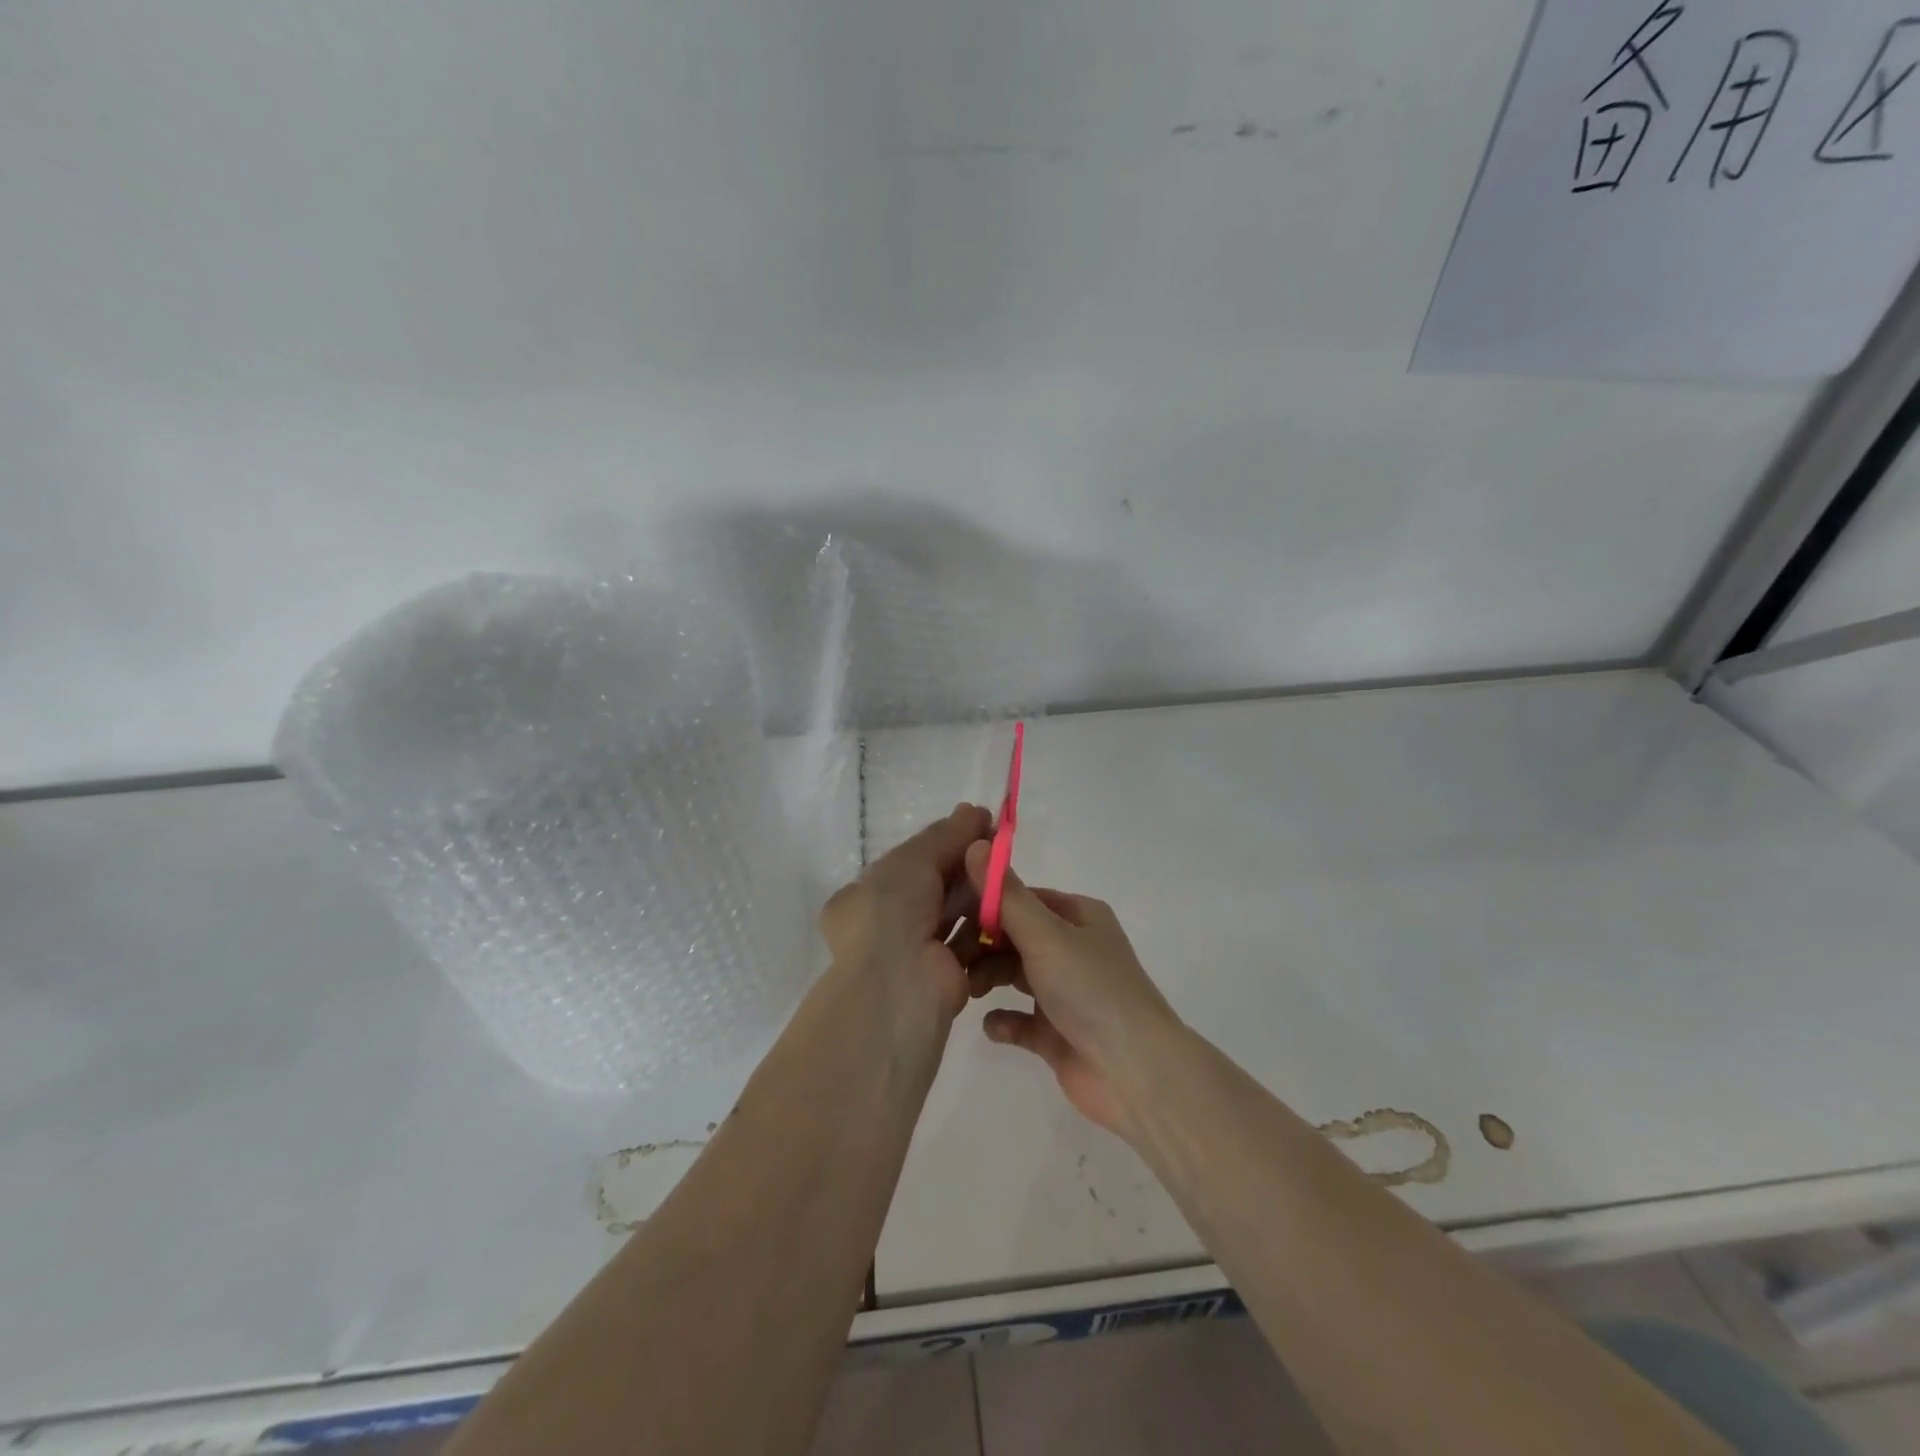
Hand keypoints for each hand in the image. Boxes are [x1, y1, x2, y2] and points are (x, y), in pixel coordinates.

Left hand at [818, 804, 992, 1050]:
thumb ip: (945, 835)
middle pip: (936, 886)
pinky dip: (988, 925)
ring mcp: (916, 952)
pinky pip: (971, 942)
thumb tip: (973, 810)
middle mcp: (887, 924)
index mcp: (866, 896)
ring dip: (980, 893)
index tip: (980, 826)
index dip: (945, 842)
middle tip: (1001, 845)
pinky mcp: (947, 975)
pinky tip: (1009, 905)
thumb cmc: (892, 911)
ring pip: (955, 913)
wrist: (898, 983)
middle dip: (966, 866)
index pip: (911, 862)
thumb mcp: (913, 860)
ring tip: (1008, 872)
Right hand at [964, 843, 1179, 1138]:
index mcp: (1078, 916)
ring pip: (1015, 976)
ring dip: (989, 979)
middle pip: (1015, 937)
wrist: (1136, 1073)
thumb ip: (1006, 895)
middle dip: (983, 946)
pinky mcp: (1057, 1033)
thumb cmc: (1091, 989)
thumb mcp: (1046, 935)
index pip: (1022, 899)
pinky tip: (992, 1026)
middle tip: (953, 960)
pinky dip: (1004, 1020)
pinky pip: (1020, 1020)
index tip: (951, 917)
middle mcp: (1073, 949)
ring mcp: (1066, 993)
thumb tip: (975, 843)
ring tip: (968, 992)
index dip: (987, 905)